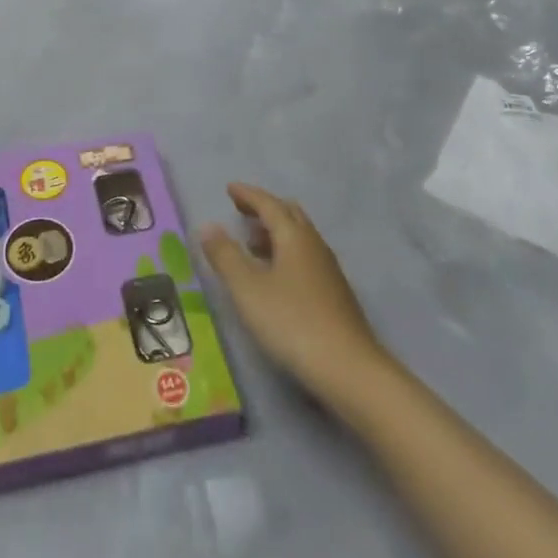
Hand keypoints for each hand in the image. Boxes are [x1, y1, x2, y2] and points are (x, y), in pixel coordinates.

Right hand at [200, 182, 385, 396]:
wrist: (349, 369)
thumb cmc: (292, 322)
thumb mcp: (247, 289)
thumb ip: (225, 256)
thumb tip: (208, 226)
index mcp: (294, 236)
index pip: (269, 204)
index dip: (248, 195)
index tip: (230, 189)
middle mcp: (314, 245)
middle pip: (289, 214)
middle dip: (264, 208)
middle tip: (241, 211)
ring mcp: (328, 270)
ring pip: (299, 237)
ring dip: (275, 232)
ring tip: (252, 244)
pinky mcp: (335, 293)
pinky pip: (306, 257)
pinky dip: (286, 252)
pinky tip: (276, 276)